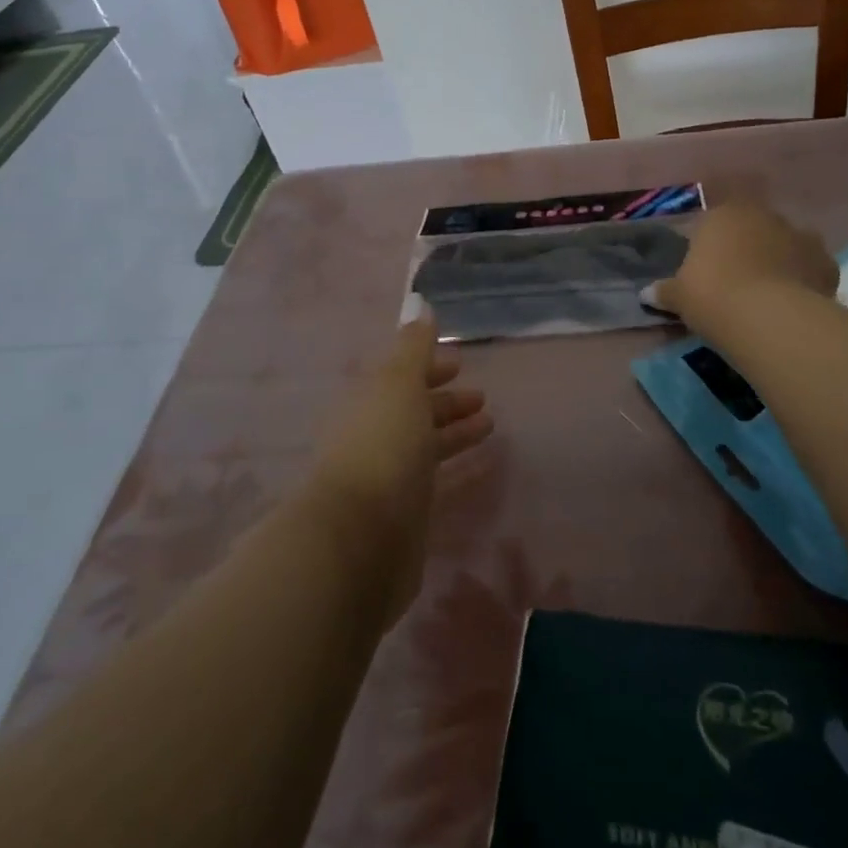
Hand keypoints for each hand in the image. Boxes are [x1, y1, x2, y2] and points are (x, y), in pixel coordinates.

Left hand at [306, 318, 490, 625]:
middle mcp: (374, 438)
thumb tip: (421, 305)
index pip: (401, 379)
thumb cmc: (381, 448)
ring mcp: (386, 479)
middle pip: (413, 413)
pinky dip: (455, 468)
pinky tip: (478, 469)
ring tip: (490, 427)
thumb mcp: (399, 385)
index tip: (461, 364)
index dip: (430, 368)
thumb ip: (414, 348)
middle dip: (446, 402)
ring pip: (424, 447)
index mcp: (369, 404)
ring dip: (454, 433)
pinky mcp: (402, 516)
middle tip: (482, 398)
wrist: (357, 542)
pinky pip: (433, 482)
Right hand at [649, 201, 837, 333]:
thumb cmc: (712, 294)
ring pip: (786, 244)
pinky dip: (805, 279)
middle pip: (753, 228)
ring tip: (768, 292)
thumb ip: (664, 291)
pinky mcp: (825, 262)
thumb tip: (646, 295)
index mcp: (724, 214)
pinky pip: (811, 268)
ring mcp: (800, 235)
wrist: (767, 317)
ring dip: (779, 260)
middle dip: (747, 248)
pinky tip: (796, 301)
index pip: (713, 221)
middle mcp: (764, 215)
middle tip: (736, 281)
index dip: (710, 245)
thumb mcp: (679, 296)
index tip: (706, 271)